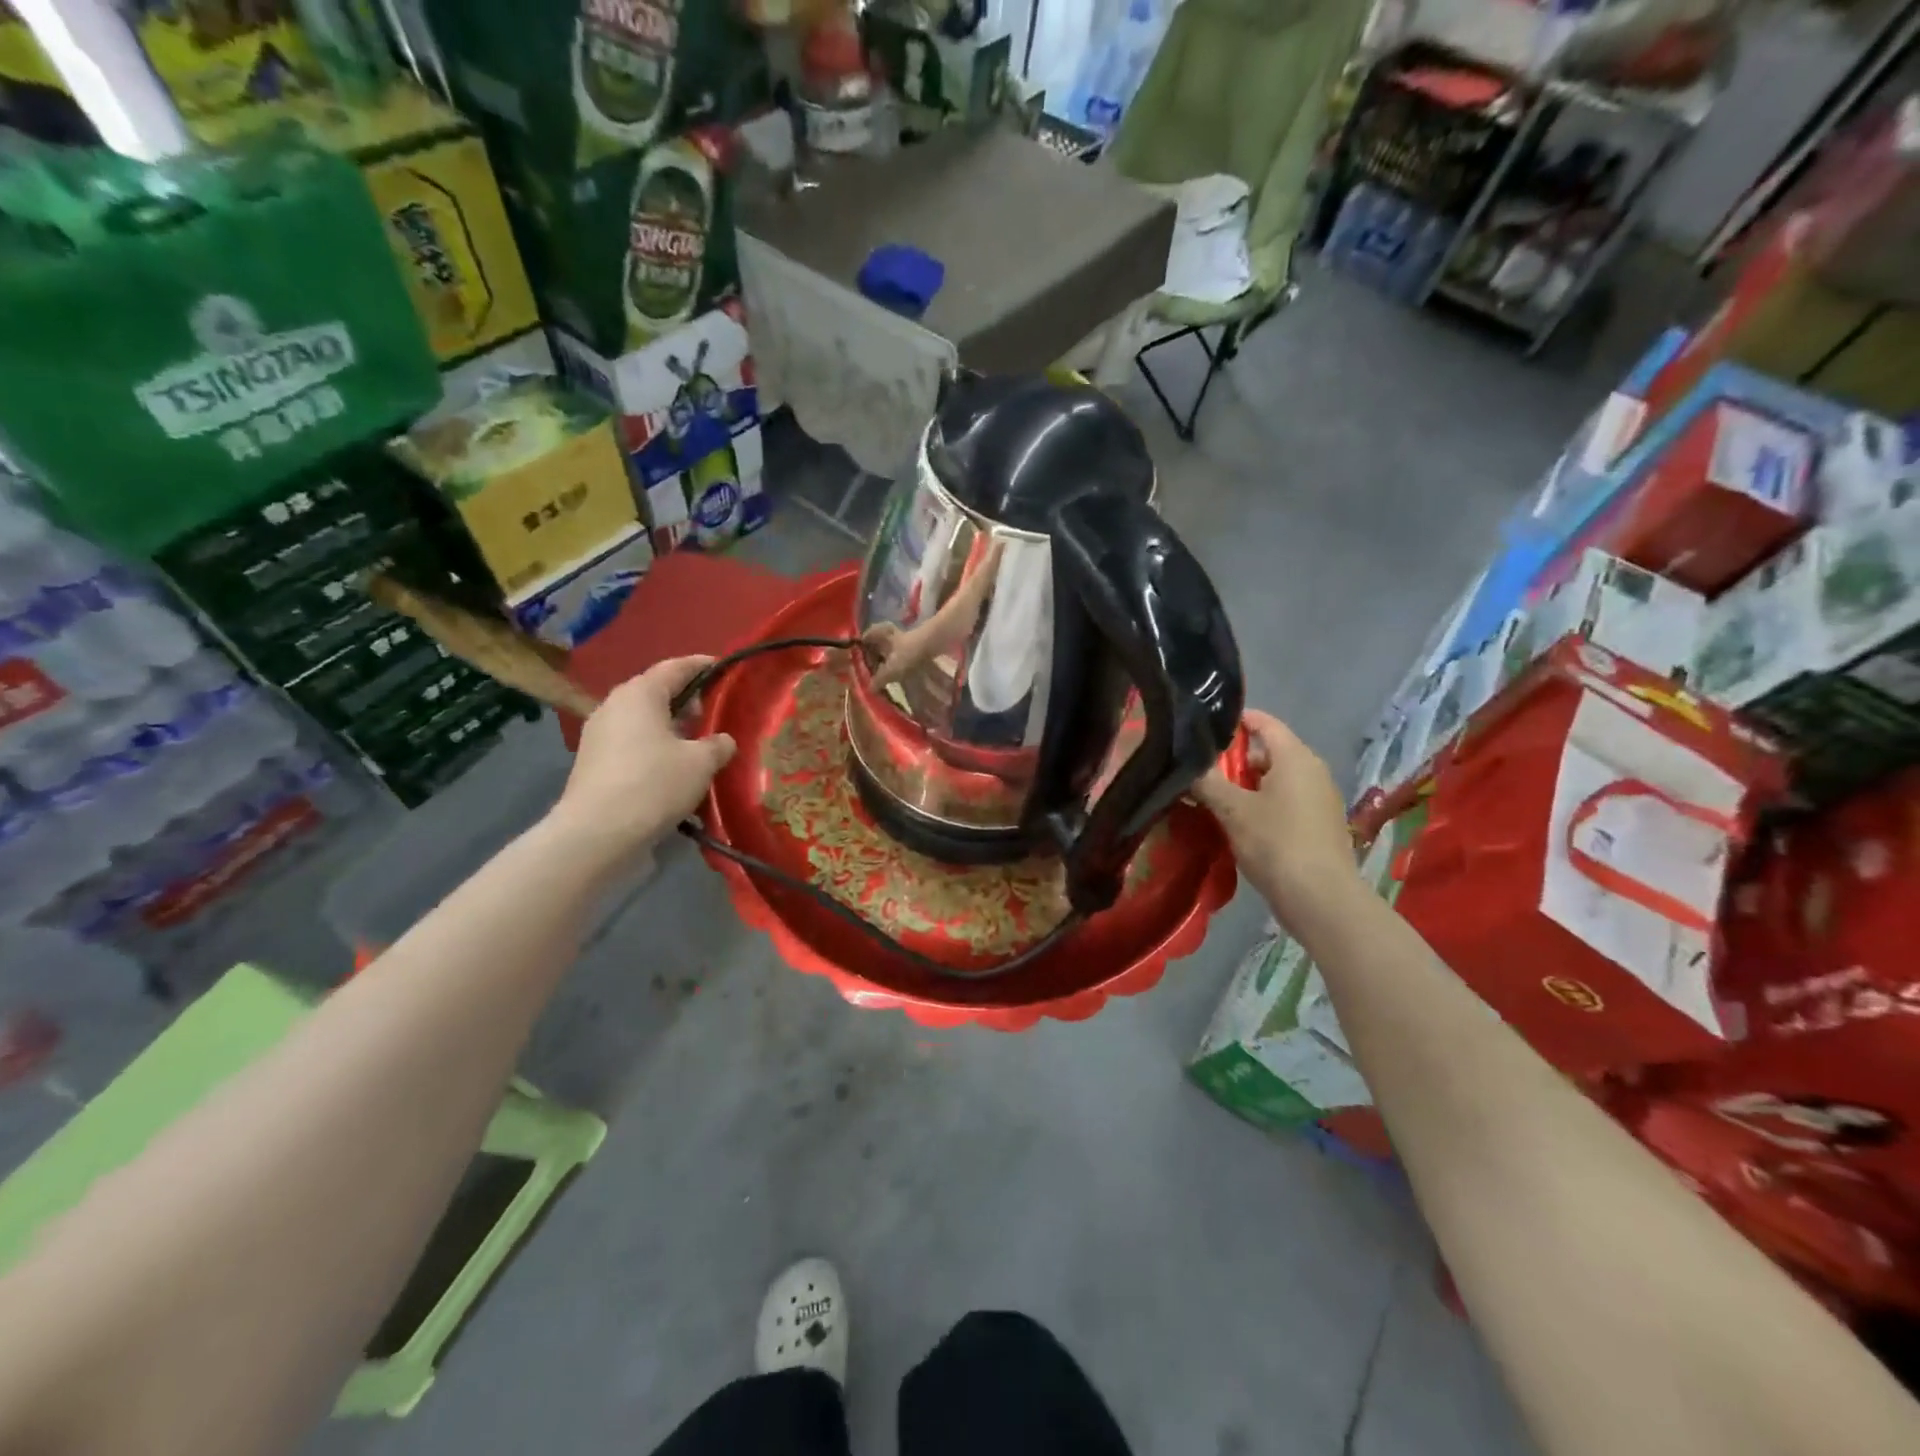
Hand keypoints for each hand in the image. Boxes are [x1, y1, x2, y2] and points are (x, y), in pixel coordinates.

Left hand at [548, 656, 736, 859]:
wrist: (597, 834)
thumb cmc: (654, 784)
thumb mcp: (701, 763)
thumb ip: (717, 745)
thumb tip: (722, 741)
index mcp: (640, 694)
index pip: (675, 667)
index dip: (701, 665)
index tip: (723, 667)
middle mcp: (614, 705)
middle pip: (656, 692)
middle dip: (686, 699)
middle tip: (713, 713)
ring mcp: (598, 734)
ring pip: (643, 720)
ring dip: (670, 727)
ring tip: (697, 743)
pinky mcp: (593, 762)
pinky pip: (632, 743)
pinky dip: (654, 747)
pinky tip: (672, 767)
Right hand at [1195, 710, 1358, 930]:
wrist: (1320, 899)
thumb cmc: (1275, 843)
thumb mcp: (1232, 810)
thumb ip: (1207, 782)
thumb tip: (1187, 765)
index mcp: (1295, 757)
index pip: (1265, 723)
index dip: (1237, 720)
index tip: (1206, 727)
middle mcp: (1313, 770)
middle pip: (1270, 751)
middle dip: (1235, 758)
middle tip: (1202, 768)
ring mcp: (1320, 798)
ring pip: (1277, 778)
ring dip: (1247, 783)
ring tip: (1214, 796)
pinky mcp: (1320, 824)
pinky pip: (1286, 800)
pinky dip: (1262, 803)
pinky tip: (1239, 822)